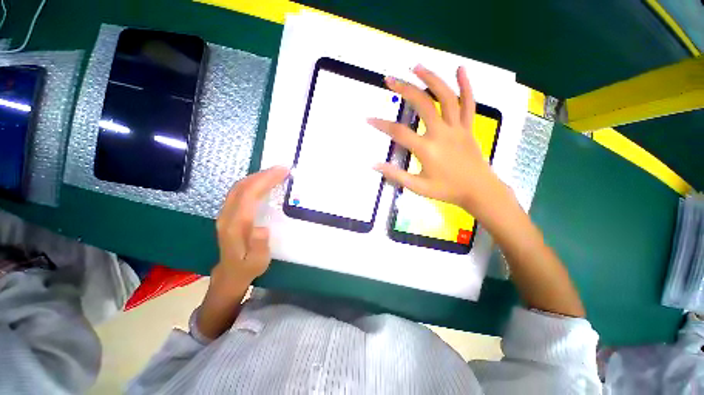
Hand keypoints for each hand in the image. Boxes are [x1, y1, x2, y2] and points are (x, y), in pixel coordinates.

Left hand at [214, 166, 288, 285]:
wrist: (230, 272)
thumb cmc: (248, 266)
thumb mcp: (257, 262)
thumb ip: (259, 246)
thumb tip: (263, 228)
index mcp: (235, 226)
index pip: (249, 195)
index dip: (265, 180)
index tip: (283, 172)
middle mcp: (227, 215)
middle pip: (242, 186)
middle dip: (263, 174)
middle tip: (283, 169)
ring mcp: (225, 212)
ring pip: (239, 186)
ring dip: (258, 176)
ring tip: (276, 172)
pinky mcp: (228, 212)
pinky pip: (239, 191)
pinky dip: (253, 182)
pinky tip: (264, 181)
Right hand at [368, 65, 506, 215]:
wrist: (479, 191)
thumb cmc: (447, 190)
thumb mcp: (417, 187)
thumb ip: (395, 175)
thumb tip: (374, 165)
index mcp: (427, 149)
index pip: (399, 132)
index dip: (381, 125)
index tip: (368, 119)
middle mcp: (441, 132)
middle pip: (422, 104)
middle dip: (404, 89)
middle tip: (390, 79)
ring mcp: (457, 127)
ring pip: (445, 97)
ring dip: (431, 78)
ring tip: (416, 66)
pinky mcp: (468, 127)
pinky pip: (469, 103)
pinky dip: (465, 84)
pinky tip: (460, 69)